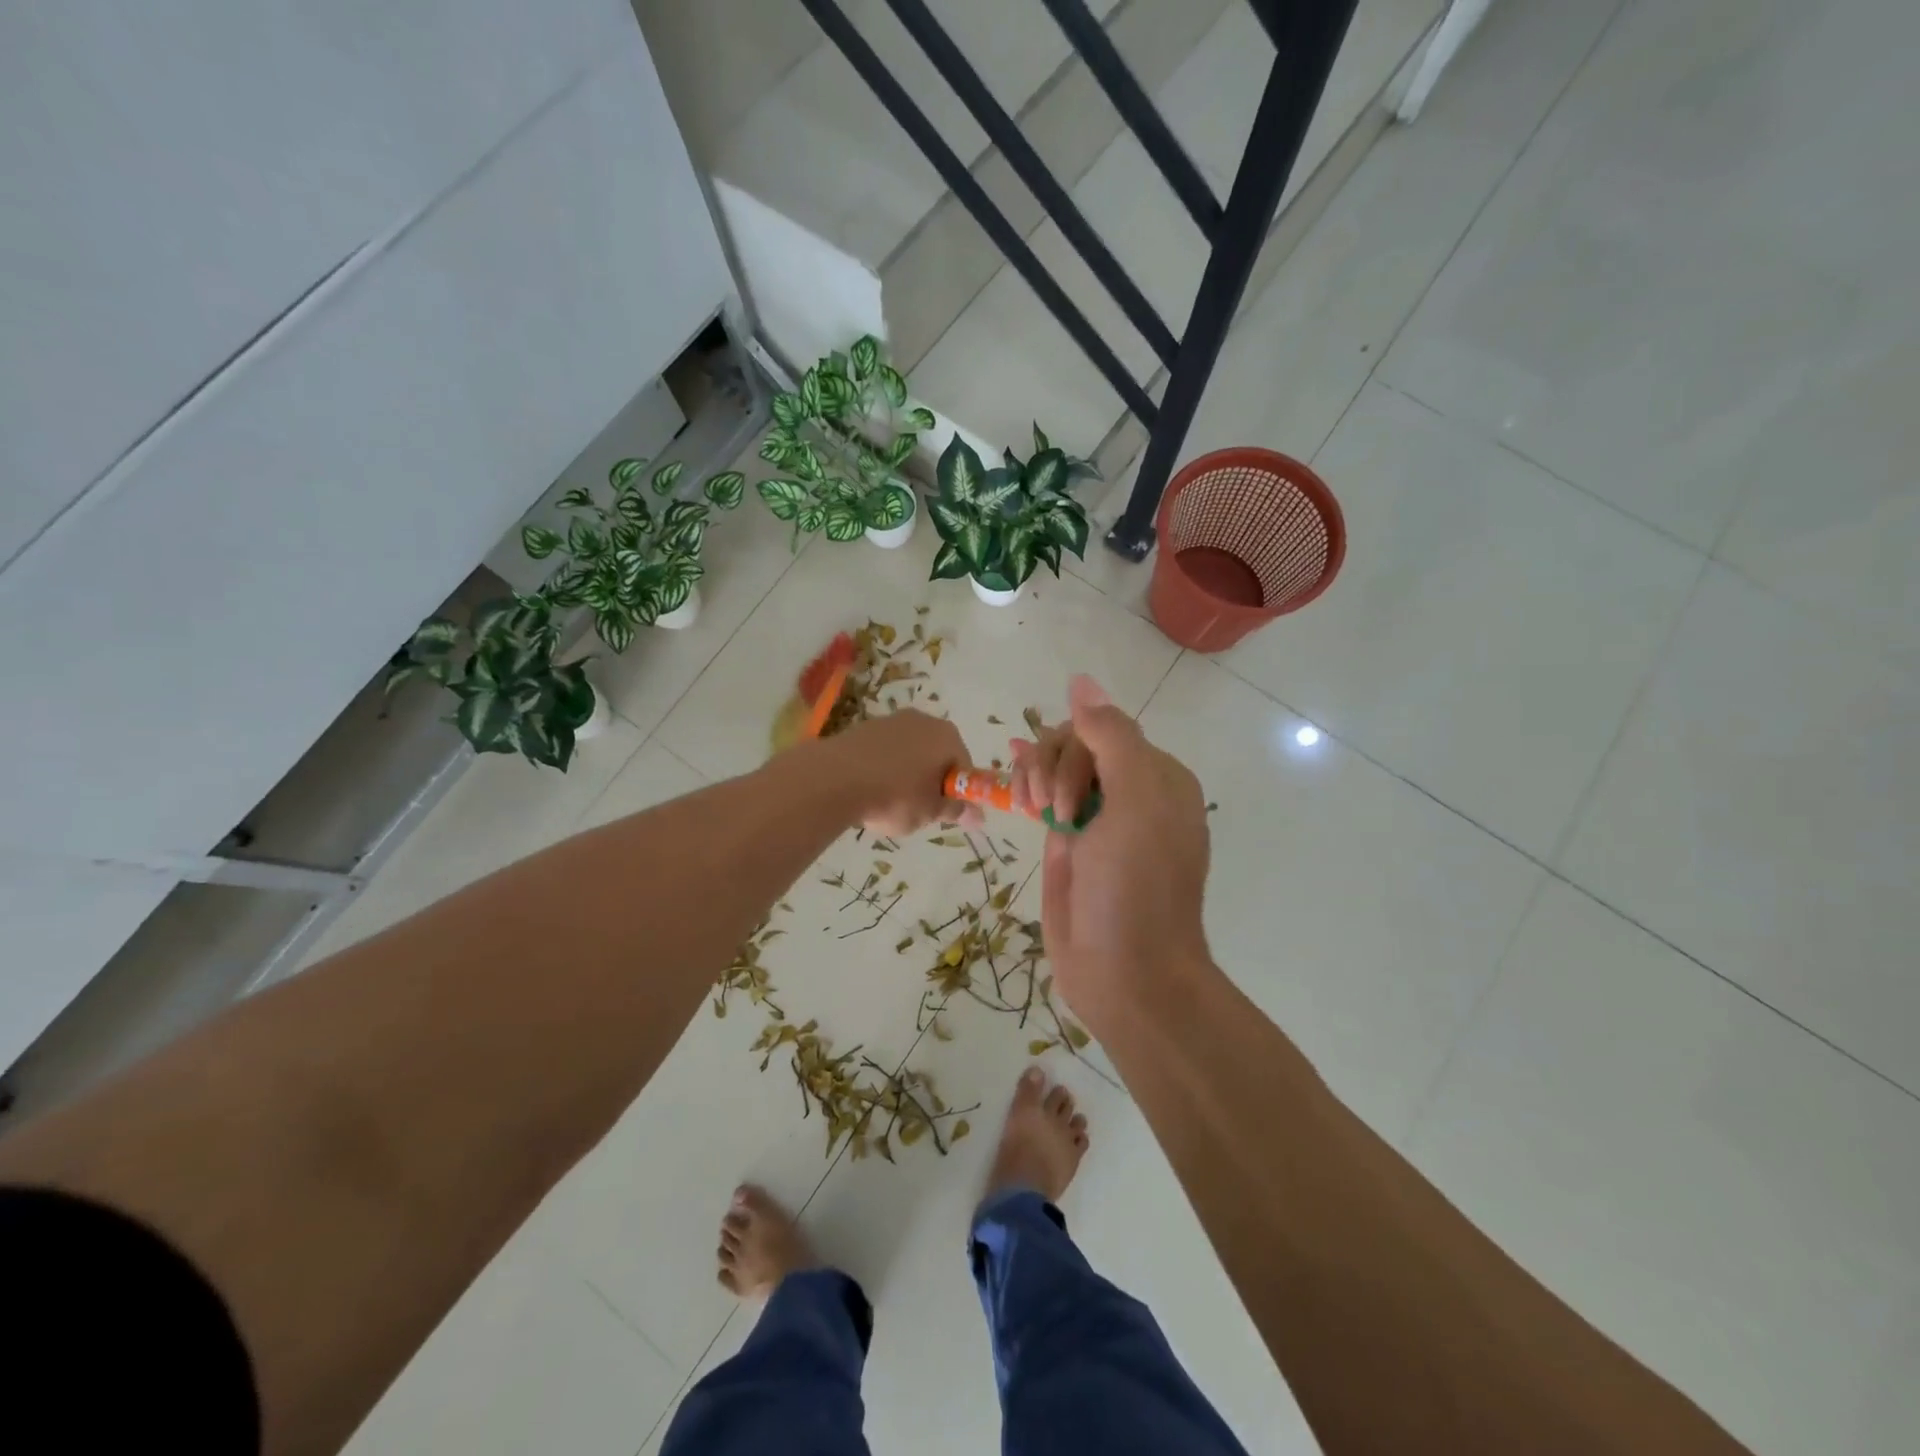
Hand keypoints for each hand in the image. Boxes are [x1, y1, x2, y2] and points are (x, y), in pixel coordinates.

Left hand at [817, 709, 980, 836]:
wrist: (836, 778)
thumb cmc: (896, 796)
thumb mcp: (930, 811)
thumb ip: (955, 811)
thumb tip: (978, 816)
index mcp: (947, 736)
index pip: (964, 766)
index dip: (958, 793)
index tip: (945, 813)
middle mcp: (923, 720)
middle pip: (937, 755)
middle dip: (931, 781)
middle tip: (919, 810)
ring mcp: (891, 720)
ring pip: (909, 753)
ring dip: (906, 775)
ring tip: (889, 802)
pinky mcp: (864, 727)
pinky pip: (884, 752)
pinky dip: (882, 769)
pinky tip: (869, 790)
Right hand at [1025, 678, 1211, 1031]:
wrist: (1127, 975)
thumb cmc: (1136, 888)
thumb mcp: (1136, 804)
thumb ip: (1112, 737)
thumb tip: (1081, 681)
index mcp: (1158, 778)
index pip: (1104, 729)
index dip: (1074, 750)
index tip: (1069, 799)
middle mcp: (1130, 792)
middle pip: (1075, 744)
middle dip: (1053, 766)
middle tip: (1055, 814)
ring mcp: (1097, 818)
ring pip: (1056, 768)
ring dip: (1035, 773)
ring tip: (1031, 810)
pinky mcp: (1069, 843)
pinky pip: (1046, 797)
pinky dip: (1027, 782)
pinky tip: (1010, 771)